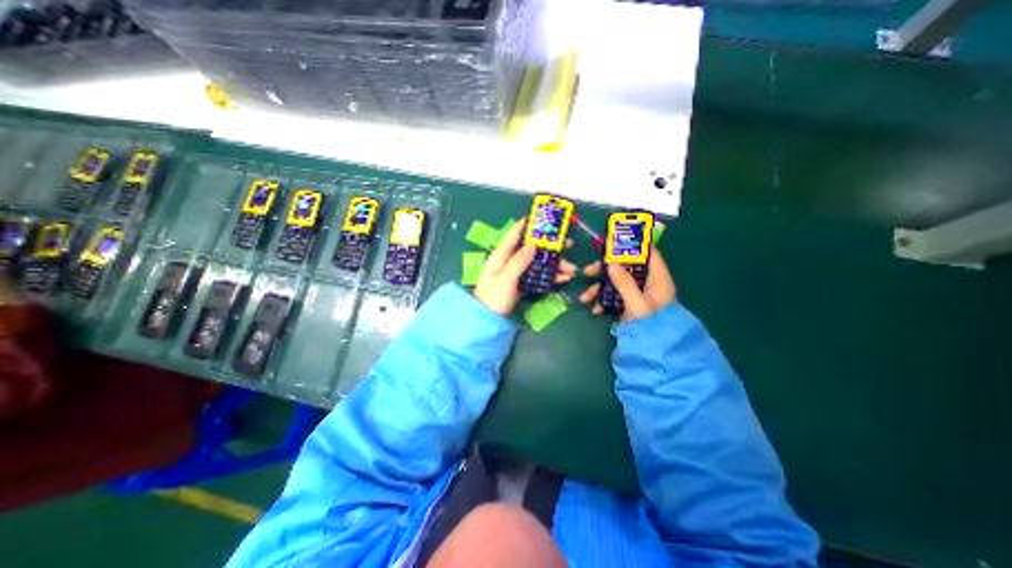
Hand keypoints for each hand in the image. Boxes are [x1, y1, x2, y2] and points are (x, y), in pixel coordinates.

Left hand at [476, 216, 577, 317]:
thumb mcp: (506, 279)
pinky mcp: (522, 283)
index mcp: (501, 255)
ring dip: (555, 265)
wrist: (488, 320)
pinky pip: (538, 275)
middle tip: (568, 244)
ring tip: (571, 269)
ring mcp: (516, 272)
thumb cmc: (494, 298)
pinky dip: (550, 276)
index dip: (526, 224)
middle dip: (550, 247)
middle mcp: (509, 261)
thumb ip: (519, 261)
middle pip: (531, 248)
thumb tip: (532, 244)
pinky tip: (563, 279)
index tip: (542, 217)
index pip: (514, 235)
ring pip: (538, 263)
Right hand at [581, 247, 674, 321]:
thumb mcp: (637, 304)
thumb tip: (611, 263)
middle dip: (604, 270)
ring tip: (584, 298)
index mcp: (657, 278)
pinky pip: (613, 296)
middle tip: (587, 271)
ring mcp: (636, 293)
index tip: (613, 242)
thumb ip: (624, 283)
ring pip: (615, 282)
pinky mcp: (628, 303)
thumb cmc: (651, 325)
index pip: (648, 253)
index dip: (633, 245)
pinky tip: (595, 310)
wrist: (653, 349)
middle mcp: (647, 282)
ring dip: (598, 288)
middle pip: (625, 267)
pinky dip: (603, 301)